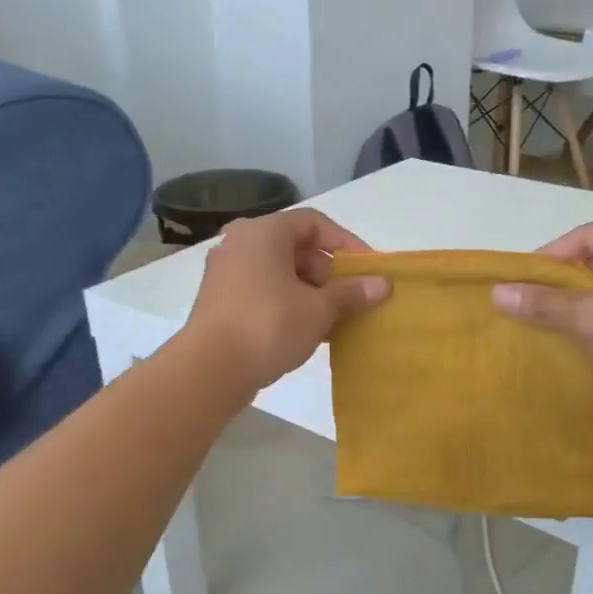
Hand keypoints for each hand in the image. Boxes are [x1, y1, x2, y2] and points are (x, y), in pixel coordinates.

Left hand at [184, 209, 389, 392]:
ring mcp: (227, 274)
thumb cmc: (268, 326)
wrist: (209, 370)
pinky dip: (290, 305)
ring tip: (337, 320)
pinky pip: (265, 293)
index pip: (314, 223)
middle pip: (297, 248)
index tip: (367, 269)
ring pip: (281, 274)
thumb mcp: (319, 309)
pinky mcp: (221, 302)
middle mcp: (240, 244)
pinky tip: (310, 332)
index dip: (346, 243)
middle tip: (353, 299)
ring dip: (312, 293)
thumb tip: (383, 284)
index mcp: (263, 233)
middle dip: (330, 274)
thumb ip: (352, 293)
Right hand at [490, 223, 592, 404]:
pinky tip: (589, 340)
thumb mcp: (590, 316)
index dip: (551, 255)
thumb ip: (543, 303)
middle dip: (566, 281)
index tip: (524, 281)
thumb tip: (497, 293)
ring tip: (555, 322)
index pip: (588, 235)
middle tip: (535, 301)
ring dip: (586, 302)